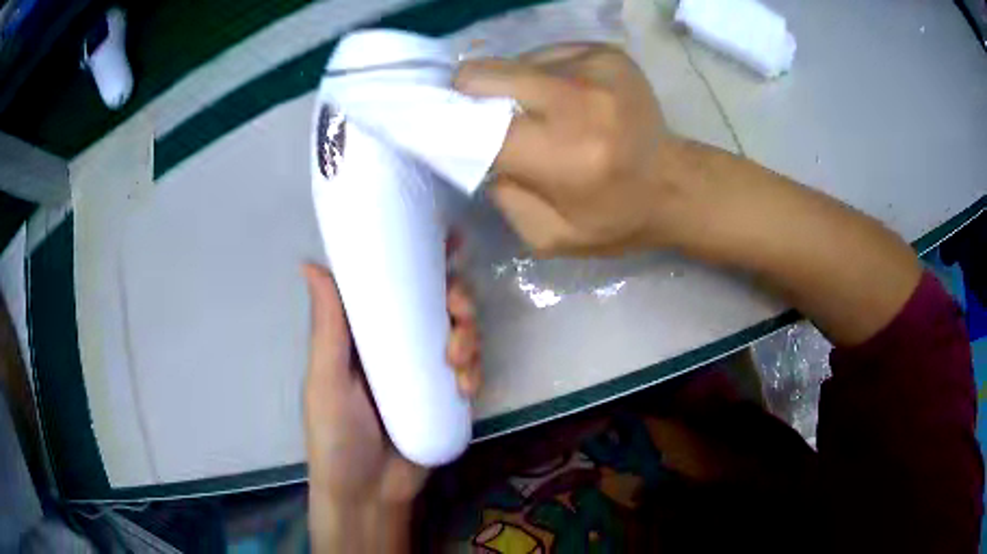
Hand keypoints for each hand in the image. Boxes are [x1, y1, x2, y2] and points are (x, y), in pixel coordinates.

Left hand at [302, 250, 480, 550]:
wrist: (369, 494)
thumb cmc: (337, 436)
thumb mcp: (326, 380)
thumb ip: (328, 327)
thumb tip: (310, 262)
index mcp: (367, 332)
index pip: (396, 284)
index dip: (423, 260)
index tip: (448, 242)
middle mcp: (398, 344)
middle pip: (439, 303)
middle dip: (458, 298)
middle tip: (459, 312)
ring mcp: (426, 370)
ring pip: (461, 332)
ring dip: (470, 334)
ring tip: (458, 361)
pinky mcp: (447, 395)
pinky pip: (472, 368)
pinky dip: (476, 369)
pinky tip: (468, 387)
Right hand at [455, 44, 674, 255]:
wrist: (676, 186)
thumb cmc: (614, 220)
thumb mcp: (549, 236)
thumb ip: (502, 194)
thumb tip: (473, 146)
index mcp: (565, 154)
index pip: (476, 123)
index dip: (446, 120)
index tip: (431, 124)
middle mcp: (580, 100)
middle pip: (487, 73)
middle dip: (471, 92)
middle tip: (482, 114)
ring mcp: (597, 67)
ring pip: (515, 61)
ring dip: (514, 86)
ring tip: (539, 113)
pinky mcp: (607, 53)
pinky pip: (546, 54)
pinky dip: (543, 75)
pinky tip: (566, 100)